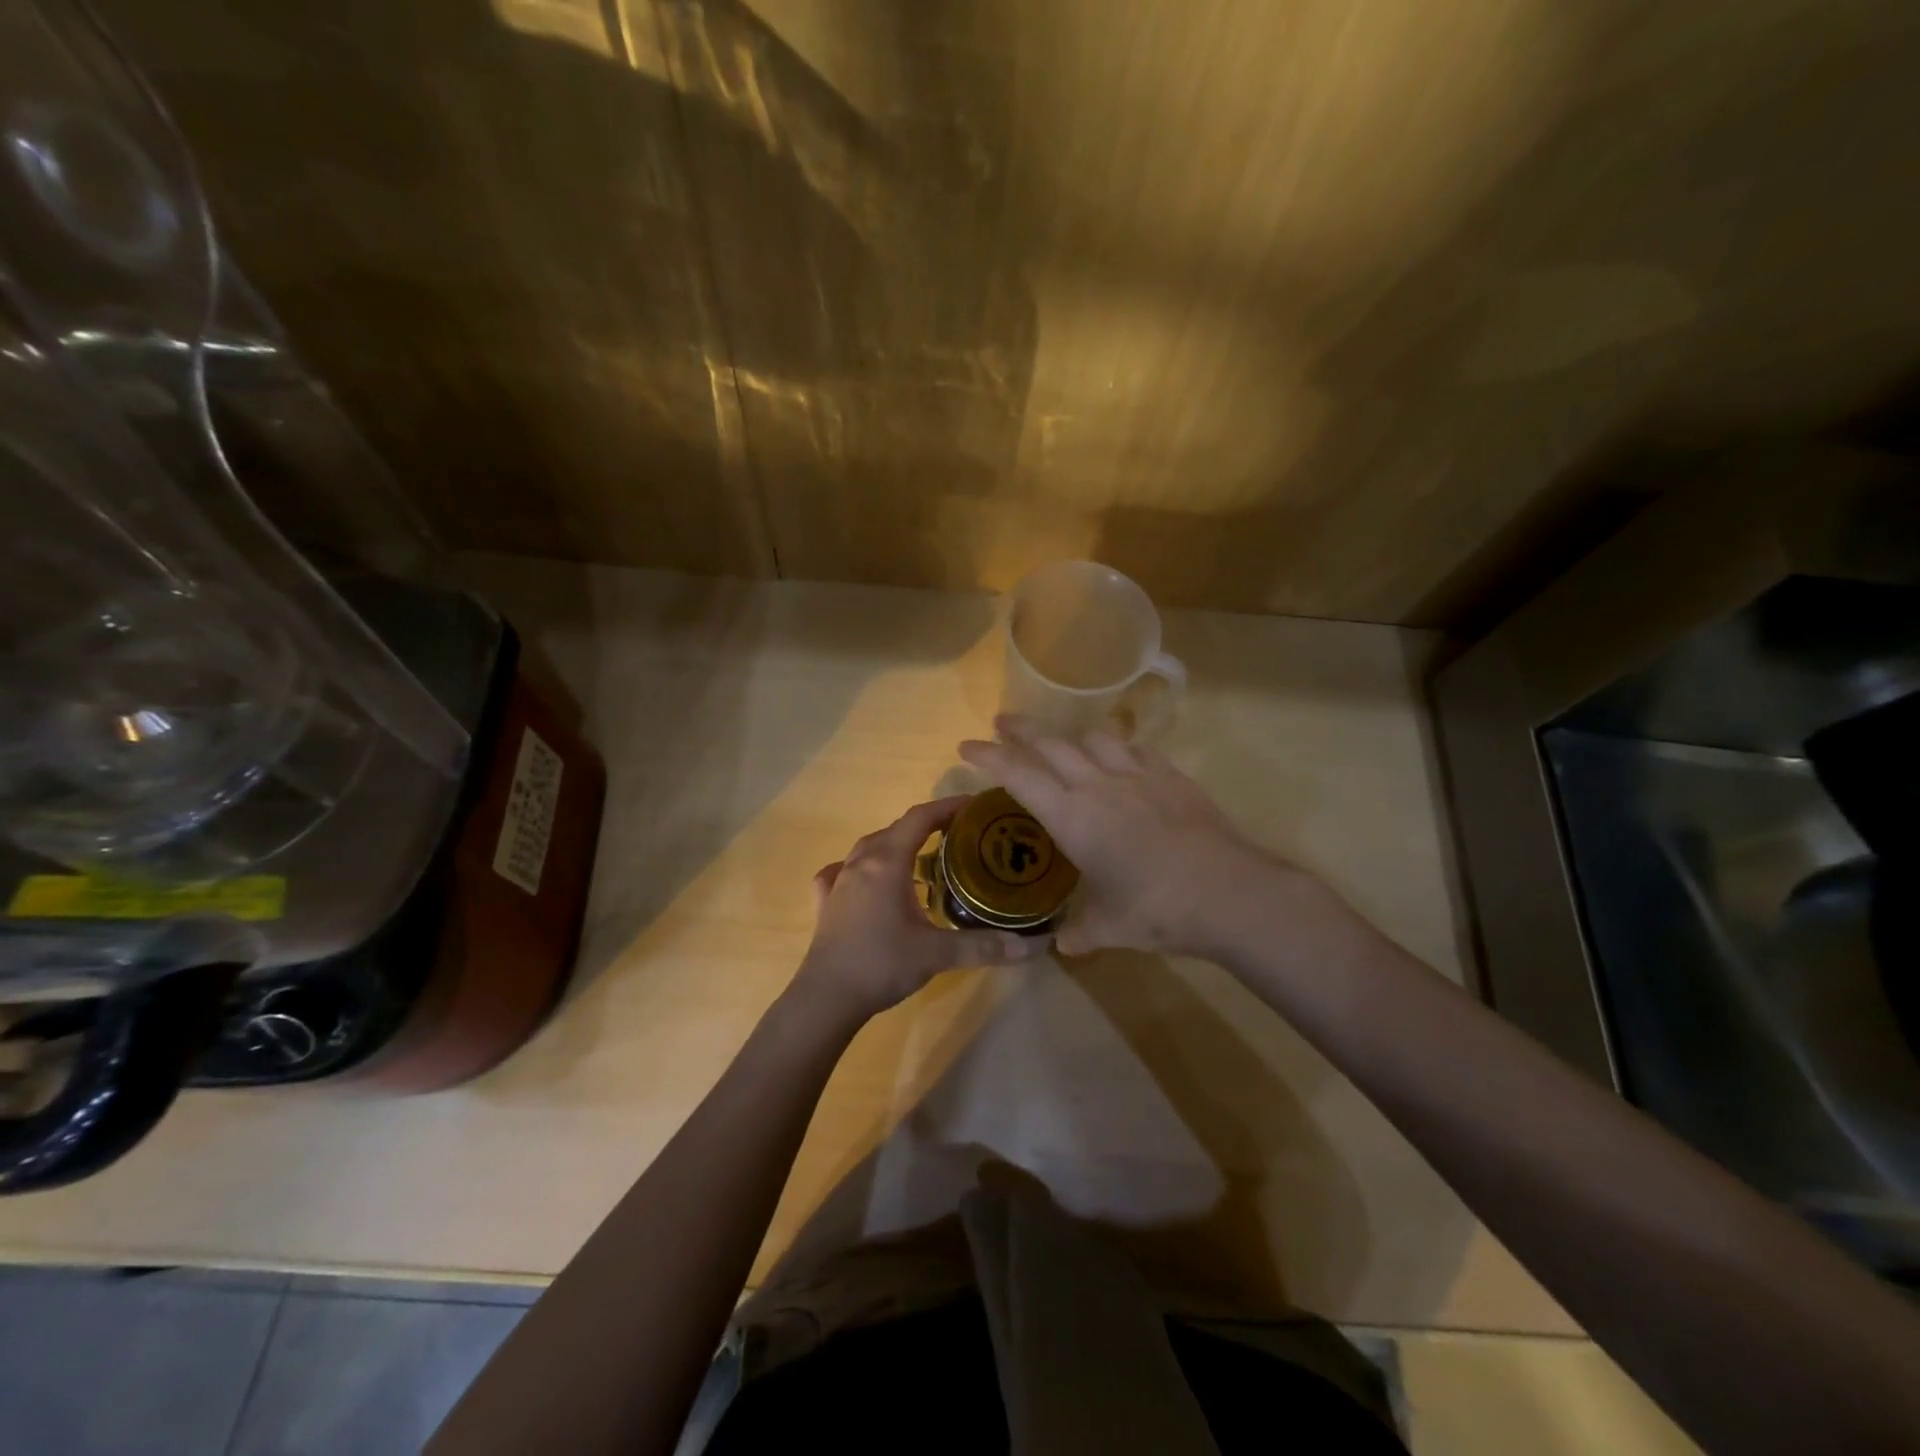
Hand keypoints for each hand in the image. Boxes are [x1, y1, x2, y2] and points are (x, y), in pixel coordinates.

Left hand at [793, 795, 1048, 1024]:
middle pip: (896, 829)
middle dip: (927, 825)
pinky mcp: (825, 902)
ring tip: (921, 857)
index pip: (920, 818)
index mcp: (888, 862)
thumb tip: (1033, 945)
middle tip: (958, 835)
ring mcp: (838, 881)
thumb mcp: (938, 953)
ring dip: (896, 844)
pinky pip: (842, 871)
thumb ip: (985, 945)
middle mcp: (861, 862)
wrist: (826, 997)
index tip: (974, 806)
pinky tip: (864, 880)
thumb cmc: (882, 964)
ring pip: (869, 847)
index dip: (948, 806)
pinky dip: (860, 868)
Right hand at [958, 715, 1300, 957]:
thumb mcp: (1110, 928)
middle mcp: (1099, 785)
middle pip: (1051, 744)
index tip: (966, 745)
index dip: (989, 756)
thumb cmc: (1159, 911)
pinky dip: (1117, 746)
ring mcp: (1139, 775)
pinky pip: (1136, 747)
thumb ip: (1079, 932)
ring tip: (1062, 742)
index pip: (1019, 775)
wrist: (1231, 893)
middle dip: (1021, 731)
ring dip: (1070, 735)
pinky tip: (1119, 755)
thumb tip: (1060, 945)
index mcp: (1073, 817)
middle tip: (1001, 722)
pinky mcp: (1172, 776)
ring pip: (1095, 737)